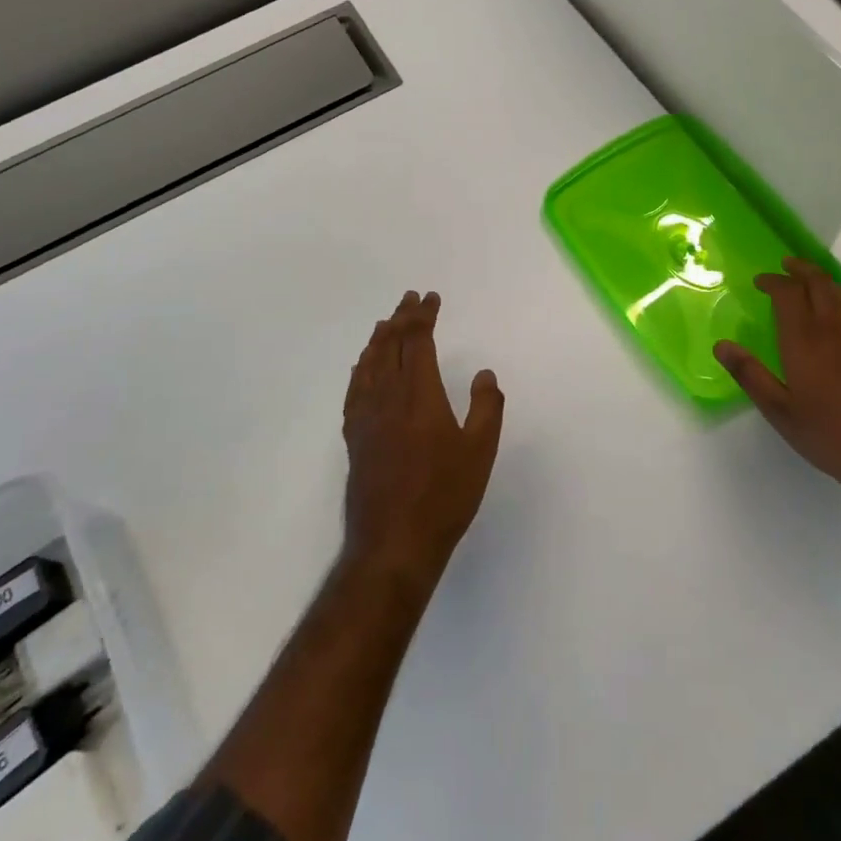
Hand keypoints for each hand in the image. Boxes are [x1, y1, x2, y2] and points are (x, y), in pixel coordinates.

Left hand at [342, 290, 504, 588]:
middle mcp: (388, 396)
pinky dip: (360, 368)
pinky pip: (354, 389)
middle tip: (410, 299)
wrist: (393, 542)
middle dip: (401, 318)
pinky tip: (362, 367)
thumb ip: (486, 407)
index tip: (430, 298)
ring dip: (379, 338)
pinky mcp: (354, 437)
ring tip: (386, 323)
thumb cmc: (444, 495)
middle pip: (390, 345)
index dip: (423, 316)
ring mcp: (366, 416)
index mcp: (420, 394)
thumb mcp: (480, 451)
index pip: (418, 341)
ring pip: (369, 364)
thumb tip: (484, 374)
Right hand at [715, 259, 840, 509]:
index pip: (788, 294)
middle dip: (801, 270)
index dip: (774, 282)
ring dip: (823, 280)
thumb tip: (721, 346)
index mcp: (805, 341)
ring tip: (810, 280)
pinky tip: (837, 313)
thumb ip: (750, 375)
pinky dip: (840, 298)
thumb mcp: (780, 411)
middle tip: (785, 266)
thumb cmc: (831, 436)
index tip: (760, 281)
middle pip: (819, 284)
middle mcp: (834, 330)